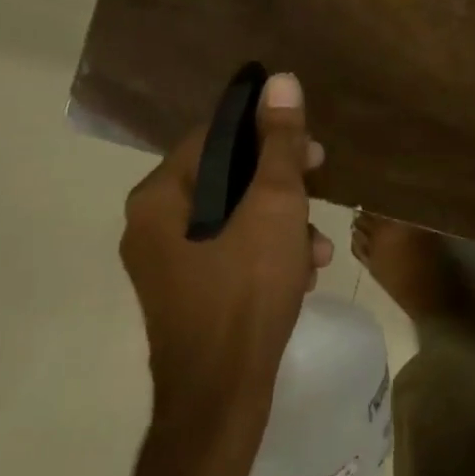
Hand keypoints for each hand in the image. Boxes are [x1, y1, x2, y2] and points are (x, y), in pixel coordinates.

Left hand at [120, 72, 332, 434]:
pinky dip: (268, 252)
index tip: (310, 146)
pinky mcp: (188, 291)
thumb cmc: (246, 287)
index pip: (216, 135)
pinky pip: (231, 250)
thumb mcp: (276, 204)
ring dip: (284, 222)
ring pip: (235, 216)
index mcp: (160, 196)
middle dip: (283, 183)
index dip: (268, 133)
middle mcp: (152, 224)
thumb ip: (280, 142)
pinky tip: (303, 272)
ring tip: (318, 247)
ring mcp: (167, 262)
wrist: (222, 395)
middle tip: (321, 183)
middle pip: (228, 176)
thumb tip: (281, 80)